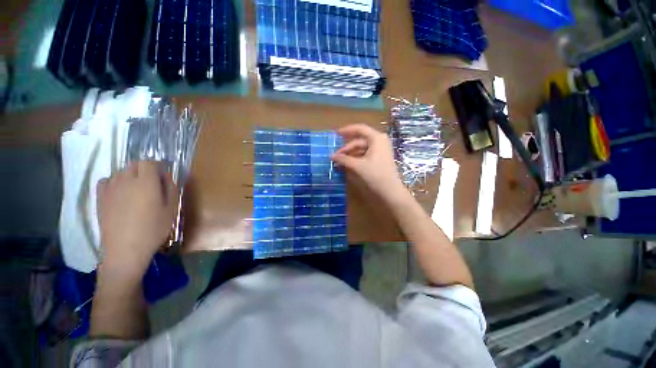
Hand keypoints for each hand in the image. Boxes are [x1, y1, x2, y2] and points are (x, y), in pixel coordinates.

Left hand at [96, 161, 178, 278]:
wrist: (125, 249)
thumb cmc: (154, 229)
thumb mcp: (171, 209)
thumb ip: (171, 188)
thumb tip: (166, 176)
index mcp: (146, 182)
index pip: (148, 162)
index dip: (156, 166)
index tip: (162, 174)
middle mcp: (126, 180)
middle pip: (133, 164)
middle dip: (143, 169)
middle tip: (151, 183)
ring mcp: (110, 189)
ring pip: (120, 172)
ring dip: (129, 176)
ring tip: (136, 190)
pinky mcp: (100, 198)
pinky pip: (105, 181)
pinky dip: (113, 182)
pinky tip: (119, 193)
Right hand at [331, 124, 406, 203]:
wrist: (390, 191)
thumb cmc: (375, 175)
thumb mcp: (358, 166)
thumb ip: (344, 159)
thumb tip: (331, 156)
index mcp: (376, 138)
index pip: (360, 129)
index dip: (347, 130)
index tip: (335, 134)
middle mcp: (379, 141)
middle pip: (359, 140)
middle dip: (346, 148)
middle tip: (335, 155)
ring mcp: (380, 150)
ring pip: (361, 148)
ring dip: (350, 154)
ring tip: (339, 161)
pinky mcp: (379, 158)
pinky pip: (365, 154)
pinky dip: (355, 158)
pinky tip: (347, 164)